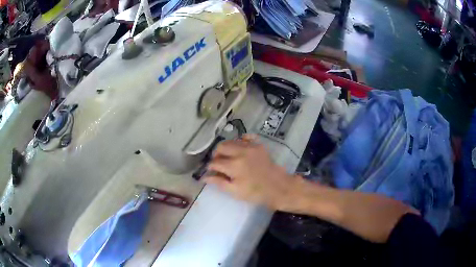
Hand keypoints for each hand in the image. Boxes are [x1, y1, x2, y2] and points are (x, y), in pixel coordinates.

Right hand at [205, 135, 297, 209]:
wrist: (278, 187)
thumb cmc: (256, 193)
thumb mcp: (235, 191)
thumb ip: (219, 182)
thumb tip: (204, 177)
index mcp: (234, 166)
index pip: (215, 162)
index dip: (210, 167)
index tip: (211, 171)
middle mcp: (241, 152)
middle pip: (221, 147)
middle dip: (216, 155)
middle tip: (218, 164)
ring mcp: (251, 147)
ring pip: (231, 141)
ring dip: (226, 148)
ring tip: (228, 158)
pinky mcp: (259, 145)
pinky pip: (246, 137)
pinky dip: (240, 141)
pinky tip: (239, 149)